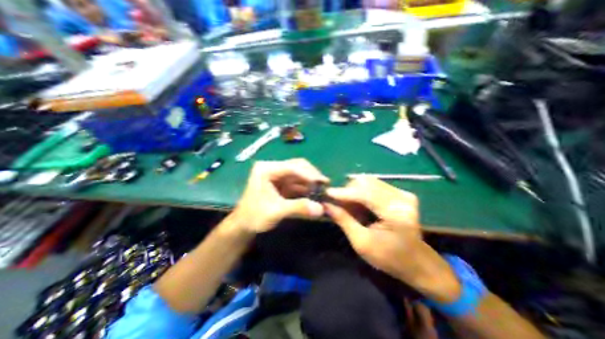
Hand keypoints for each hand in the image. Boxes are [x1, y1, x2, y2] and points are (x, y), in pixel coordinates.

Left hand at [233, 159, 328, 233]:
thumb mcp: (276, 212)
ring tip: (323, 189)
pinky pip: (298, 181)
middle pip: (297, 166)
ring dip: (311, 181)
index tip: (323, 182)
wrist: (244, 224)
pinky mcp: (282, 182)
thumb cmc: (254, 216)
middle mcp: (273, 168)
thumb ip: (298, 208)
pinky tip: (315, 193)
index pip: (291, 167)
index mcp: (266, 169)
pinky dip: (307, 187)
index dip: (308, 174)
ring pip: (299, 173)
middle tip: (325, 184)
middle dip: (312, 175)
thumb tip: (321, 209)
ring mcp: (277, 175)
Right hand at [326, 177, 458, 303]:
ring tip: (349, 206)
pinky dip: (363, 192)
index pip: (364, 194)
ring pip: (369, 181)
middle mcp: (401, 197)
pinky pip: (375, 185)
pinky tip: (360, 204)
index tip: (326, 193)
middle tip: (338, 204)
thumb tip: (326, 204)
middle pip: (366, 183)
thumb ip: (343, 220)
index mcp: (395, 213)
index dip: (343, 192)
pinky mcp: (401, 193)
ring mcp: (403, 193)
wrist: (417, 262)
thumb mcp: (361, 243)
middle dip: (348, 191)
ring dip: (354, 191)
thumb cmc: (389, 258)